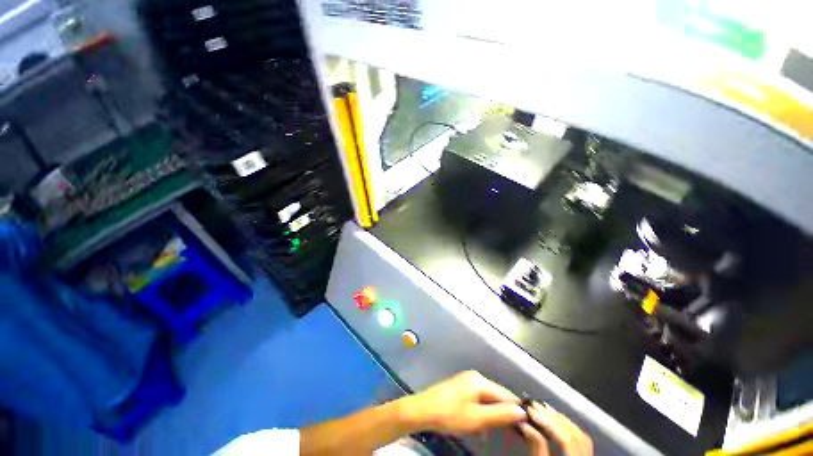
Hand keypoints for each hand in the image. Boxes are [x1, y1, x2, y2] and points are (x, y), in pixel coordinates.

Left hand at [402, 371, 525, 434]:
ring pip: (487, 397)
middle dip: (504, 411)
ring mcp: (466, 381)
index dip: (516, 408)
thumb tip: (521, 411)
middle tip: (512, 430)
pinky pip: (478, 398)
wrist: (424, 409)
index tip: (527, 423)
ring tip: (497, 428)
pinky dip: (482, 410)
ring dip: (492, 412)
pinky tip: (482, 423)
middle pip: (496, 394)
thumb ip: (500, 414)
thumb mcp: (477, 418)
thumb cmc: (451, 414)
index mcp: (480, 380)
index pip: (505, 393)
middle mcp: (474, 376)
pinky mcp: (460, 387)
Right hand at [518, 402, 592, 455]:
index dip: (548, 421)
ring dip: (560, 419)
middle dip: (553, 417)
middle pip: (574, 433)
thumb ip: (537, 447)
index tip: (531, 410)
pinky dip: (568, 426)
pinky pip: (582, 439)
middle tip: (534, 406)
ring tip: (543, 410)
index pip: (565, 439)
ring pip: (580, 434)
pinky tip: (556, 421)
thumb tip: (526, 424)